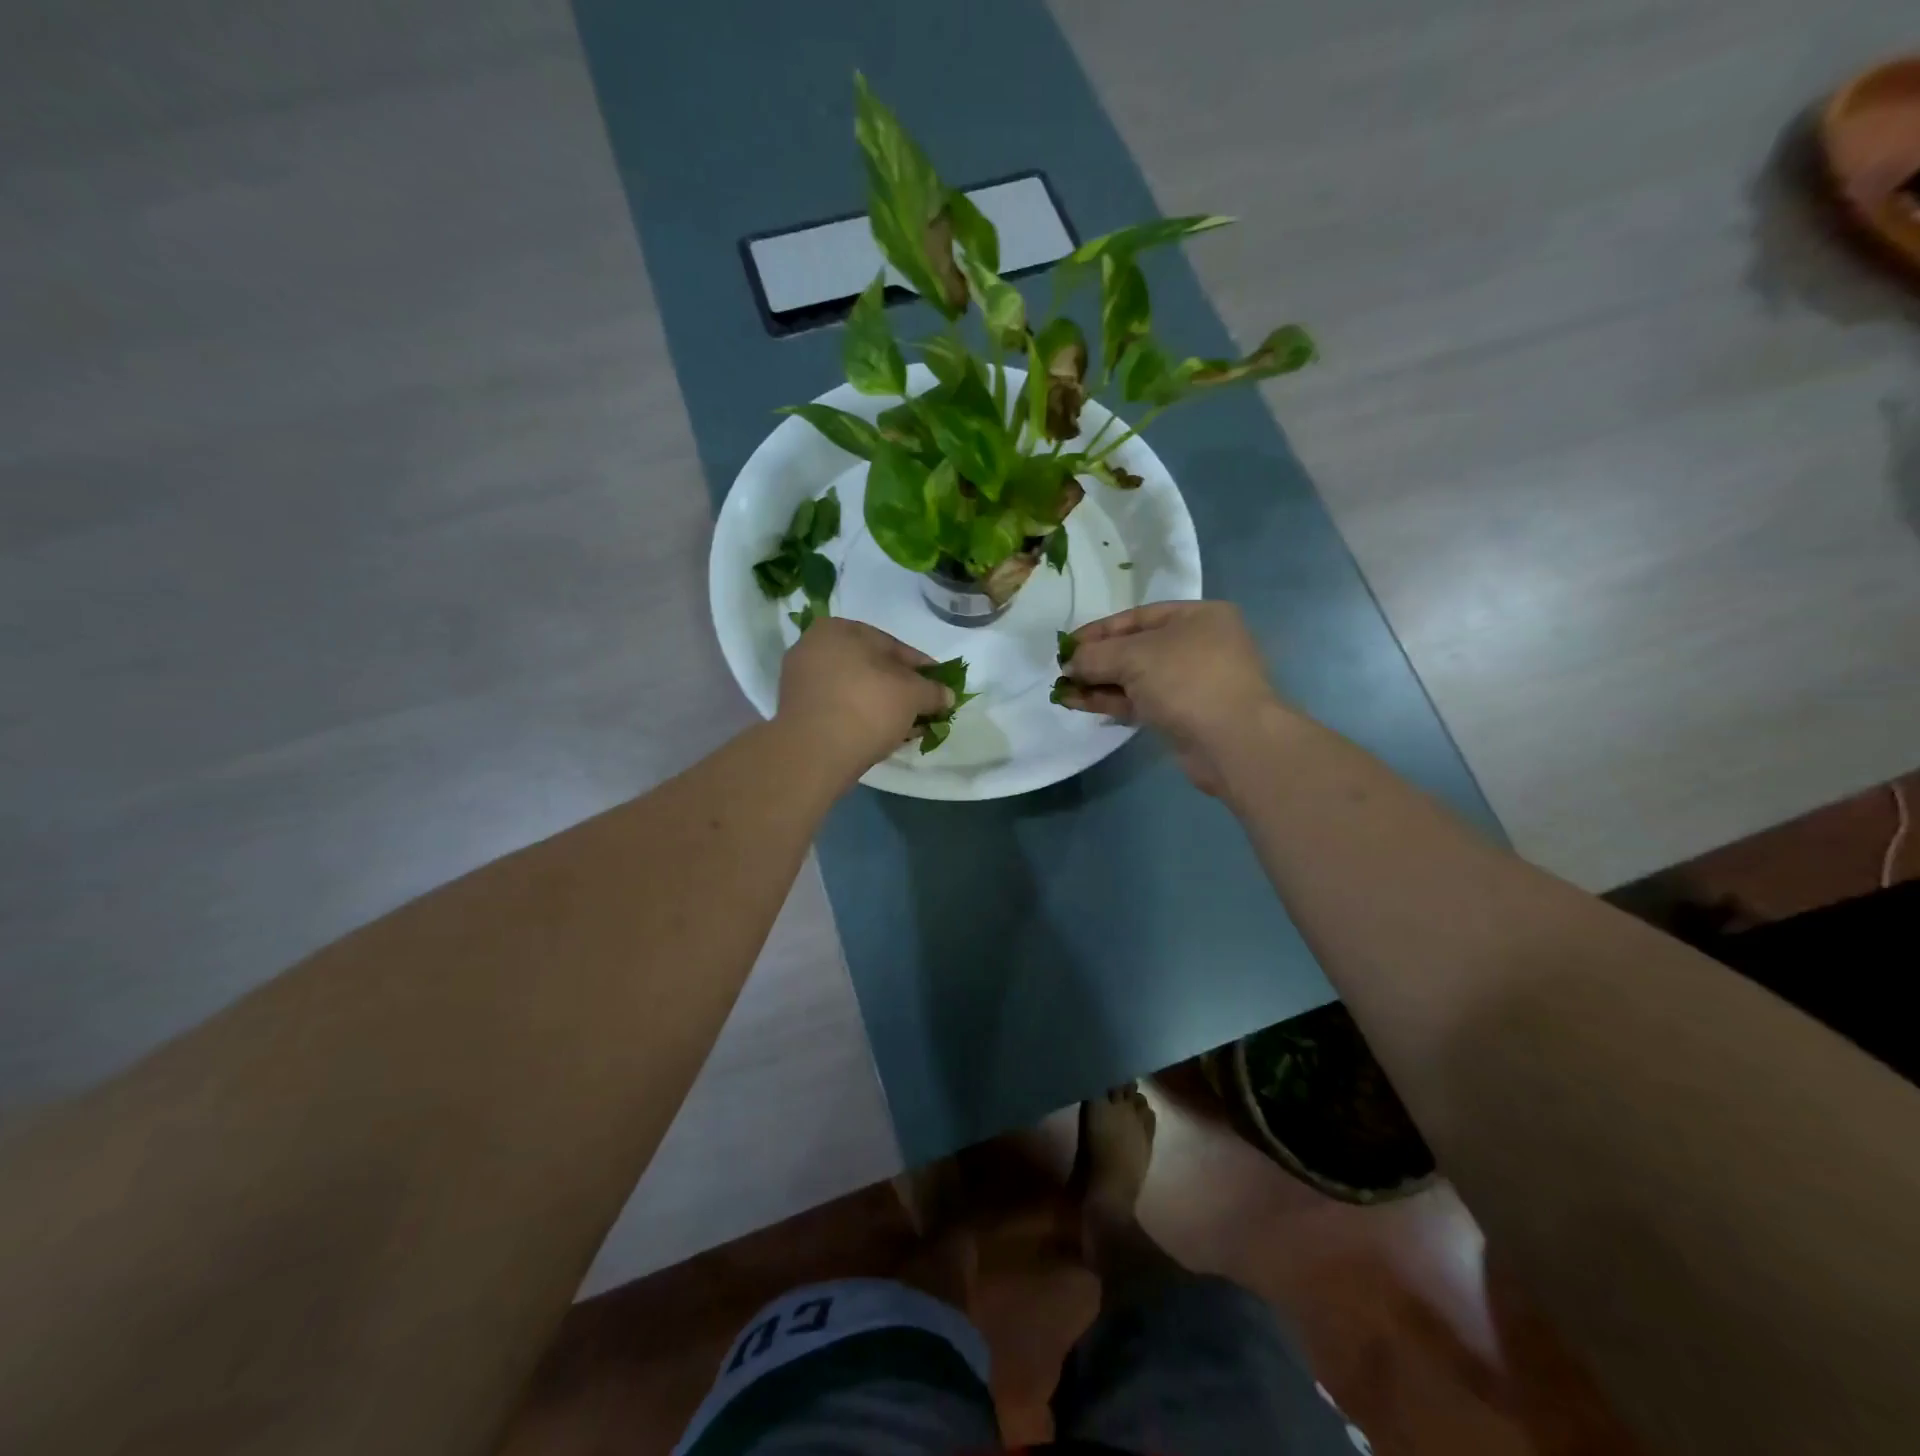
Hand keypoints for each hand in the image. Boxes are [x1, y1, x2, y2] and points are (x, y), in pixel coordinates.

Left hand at [777, 619, 953, 784]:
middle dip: (902, 689)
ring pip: (856, 690)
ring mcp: (802, 681)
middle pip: (872, 668)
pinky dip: (863, 718)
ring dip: (884, 706)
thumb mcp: (913, 695)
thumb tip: (947, 696)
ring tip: (909, 727)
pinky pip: (840, 708)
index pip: (893, 646)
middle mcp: (814, 647)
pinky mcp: (798, 712)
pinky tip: (884, 735)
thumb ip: (933, 691)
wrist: (814, 753)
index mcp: (838, 629)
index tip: (940, 686)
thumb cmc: (867, 707)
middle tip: (925, 708)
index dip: (922, 668)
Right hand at [1058, 601, 1286, 793]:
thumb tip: (1069, 664)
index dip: (1098, 631)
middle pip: (1135, 648)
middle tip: (1062, 672)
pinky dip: (1112, 702)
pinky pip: (1141, 701)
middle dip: (1096, 661)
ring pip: (1136, 678)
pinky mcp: (1184, 715)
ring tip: (1062, 692)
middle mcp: (1198, 645)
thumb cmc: (1187, 680)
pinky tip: (1080, 704)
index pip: (1137, 617)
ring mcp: (1193, 683)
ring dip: (1099, 684)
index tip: (1065, 645)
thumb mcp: (1134, 656)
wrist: (1233, 742)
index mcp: (1198, 617)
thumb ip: (1096, 656)